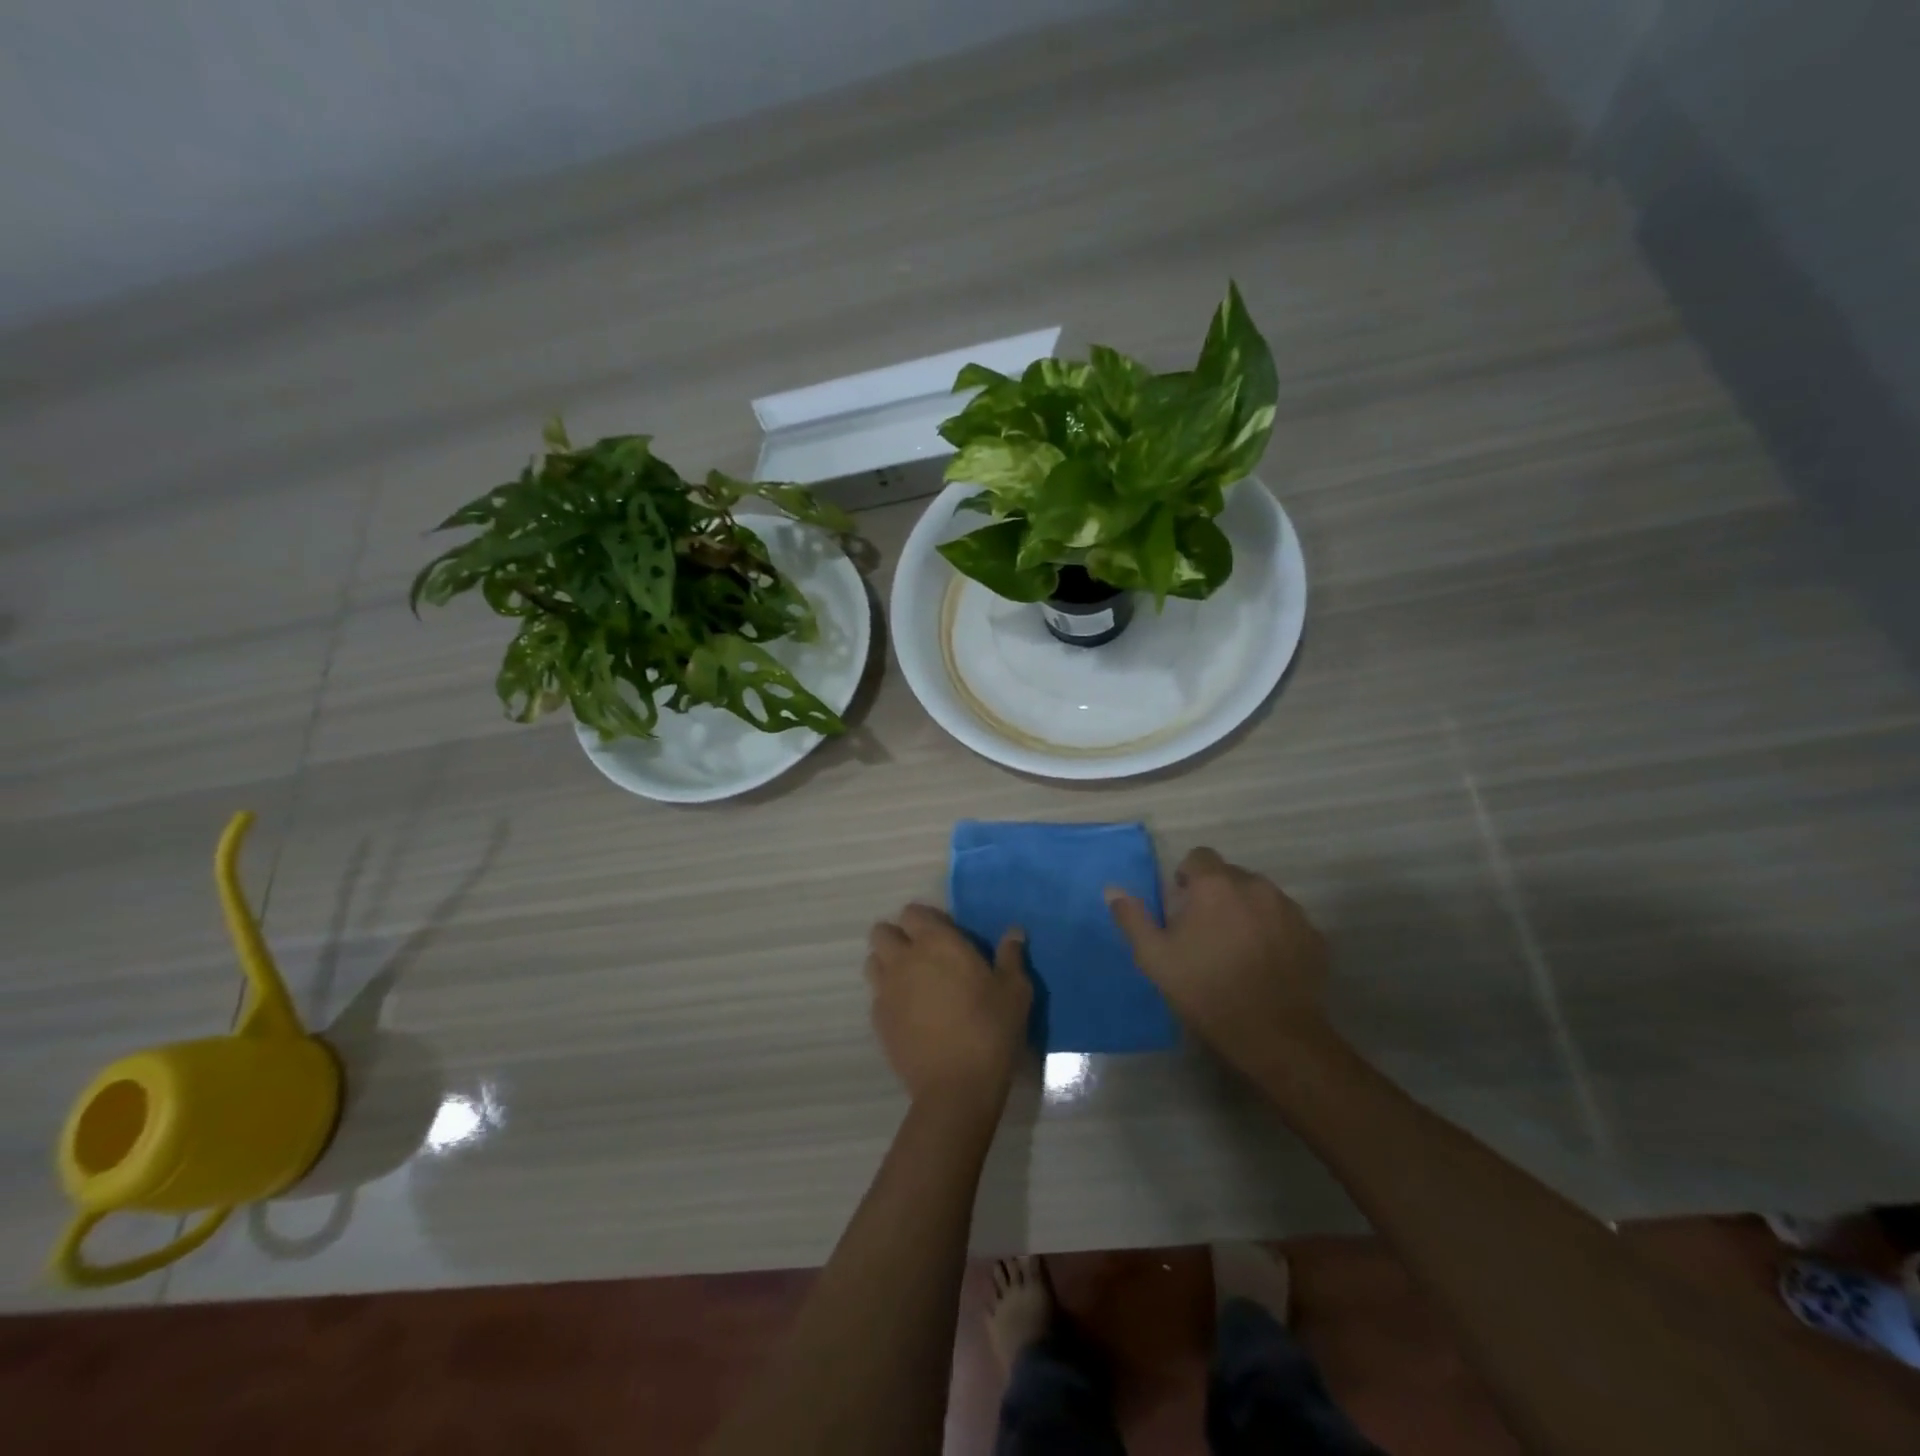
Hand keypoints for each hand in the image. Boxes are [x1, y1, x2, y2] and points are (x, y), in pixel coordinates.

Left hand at [866, 905, 1031, 1110]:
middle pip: (882, 932)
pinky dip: (887, 996)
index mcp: (936, 942)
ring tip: (912, 982)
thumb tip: (1015, 932)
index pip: (912, 912)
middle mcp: (903, 958)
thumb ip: (1011, 956)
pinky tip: (909, 1013)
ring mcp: (885, 990)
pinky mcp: (877, 1020)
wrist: (956, 1087)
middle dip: (898, 937)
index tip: (944, 934)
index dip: (925, 919)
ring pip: (873, 961)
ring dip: (887, 964)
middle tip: (924, 956)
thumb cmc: (990, 1030)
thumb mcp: (1014, 991)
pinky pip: (876, 995)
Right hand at [1105, 847, 1331, 1069]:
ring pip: (1260, 897)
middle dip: (1216, 894)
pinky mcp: (1314, 935)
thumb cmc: (1206, 991)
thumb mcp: (1155, 958)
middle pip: (1231, 875)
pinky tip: (1265, 962)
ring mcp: (1290, 910)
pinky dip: (1273, 931)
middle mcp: (1256, 886)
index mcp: (1215, 886)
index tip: (1181, 904)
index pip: (1199, 856)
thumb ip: (1132, 918)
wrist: (1275, 1036)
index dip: (1187, 876)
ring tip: (1237, 947)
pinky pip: (1286, 921)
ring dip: (1246, 910)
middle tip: (1205, 930)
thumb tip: (1112, 889)